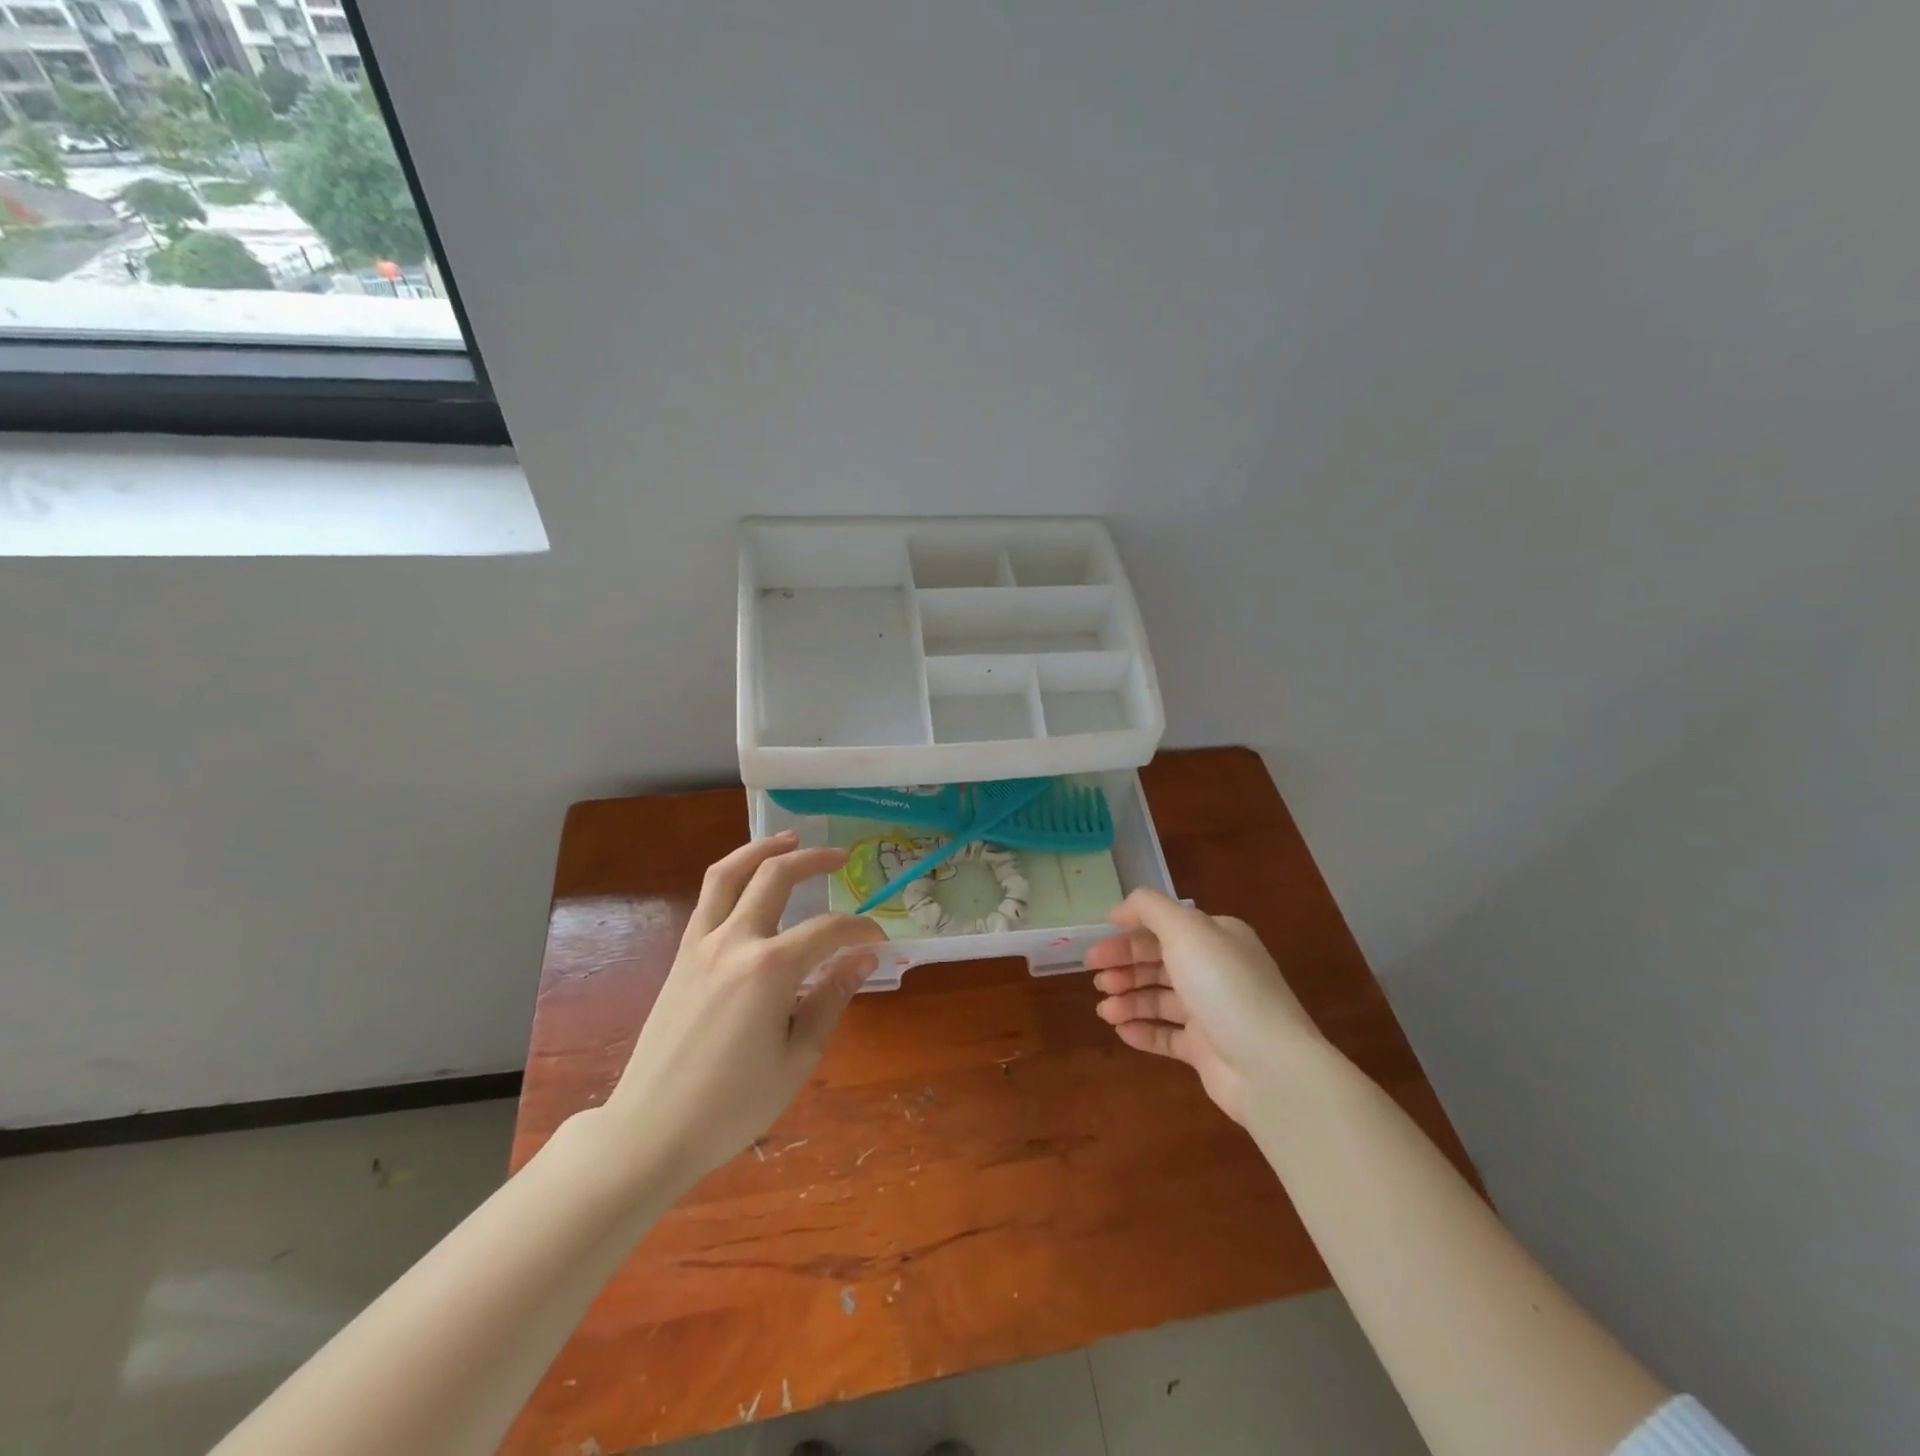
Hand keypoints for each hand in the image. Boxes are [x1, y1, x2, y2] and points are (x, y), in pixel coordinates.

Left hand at [602, 831, 884, 1184]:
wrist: (650, 1130)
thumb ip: (831, 999)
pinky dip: (733, 876)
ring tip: (790, 838)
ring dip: (762, 849)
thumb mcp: (796, 1058)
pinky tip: (750, 883)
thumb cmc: (731, 1105)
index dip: (861, 929)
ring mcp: (701, 944)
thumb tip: (862, 958)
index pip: (828, 930)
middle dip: (813, 859)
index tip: (880, 940)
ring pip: (729, 873)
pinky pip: (708, 899)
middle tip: (840, 857)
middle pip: (775, 876)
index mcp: (769, 969)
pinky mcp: (682, 955)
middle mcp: (734, 941)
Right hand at [1088, 887, 1323, 1124]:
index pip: (1164, 928)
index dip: (1127, 935)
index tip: (1096, 947)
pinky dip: (1143, 1031)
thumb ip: (1149, 909)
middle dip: (1124, 967)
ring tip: (1104, 1010)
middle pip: (1159, 963)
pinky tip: (1121, 1031)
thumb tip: (1120, 908)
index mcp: (1216, 937)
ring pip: (1160, 999)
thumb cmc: (1224, 987)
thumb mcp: (1186, 931)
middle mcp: (1215, 970)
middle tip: (1094, 978)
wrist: (1270, 1067)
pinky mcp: (1207, 1050)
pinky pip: (1167, 1036)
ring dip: (1129, 1000)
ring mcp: (1212, 1012)